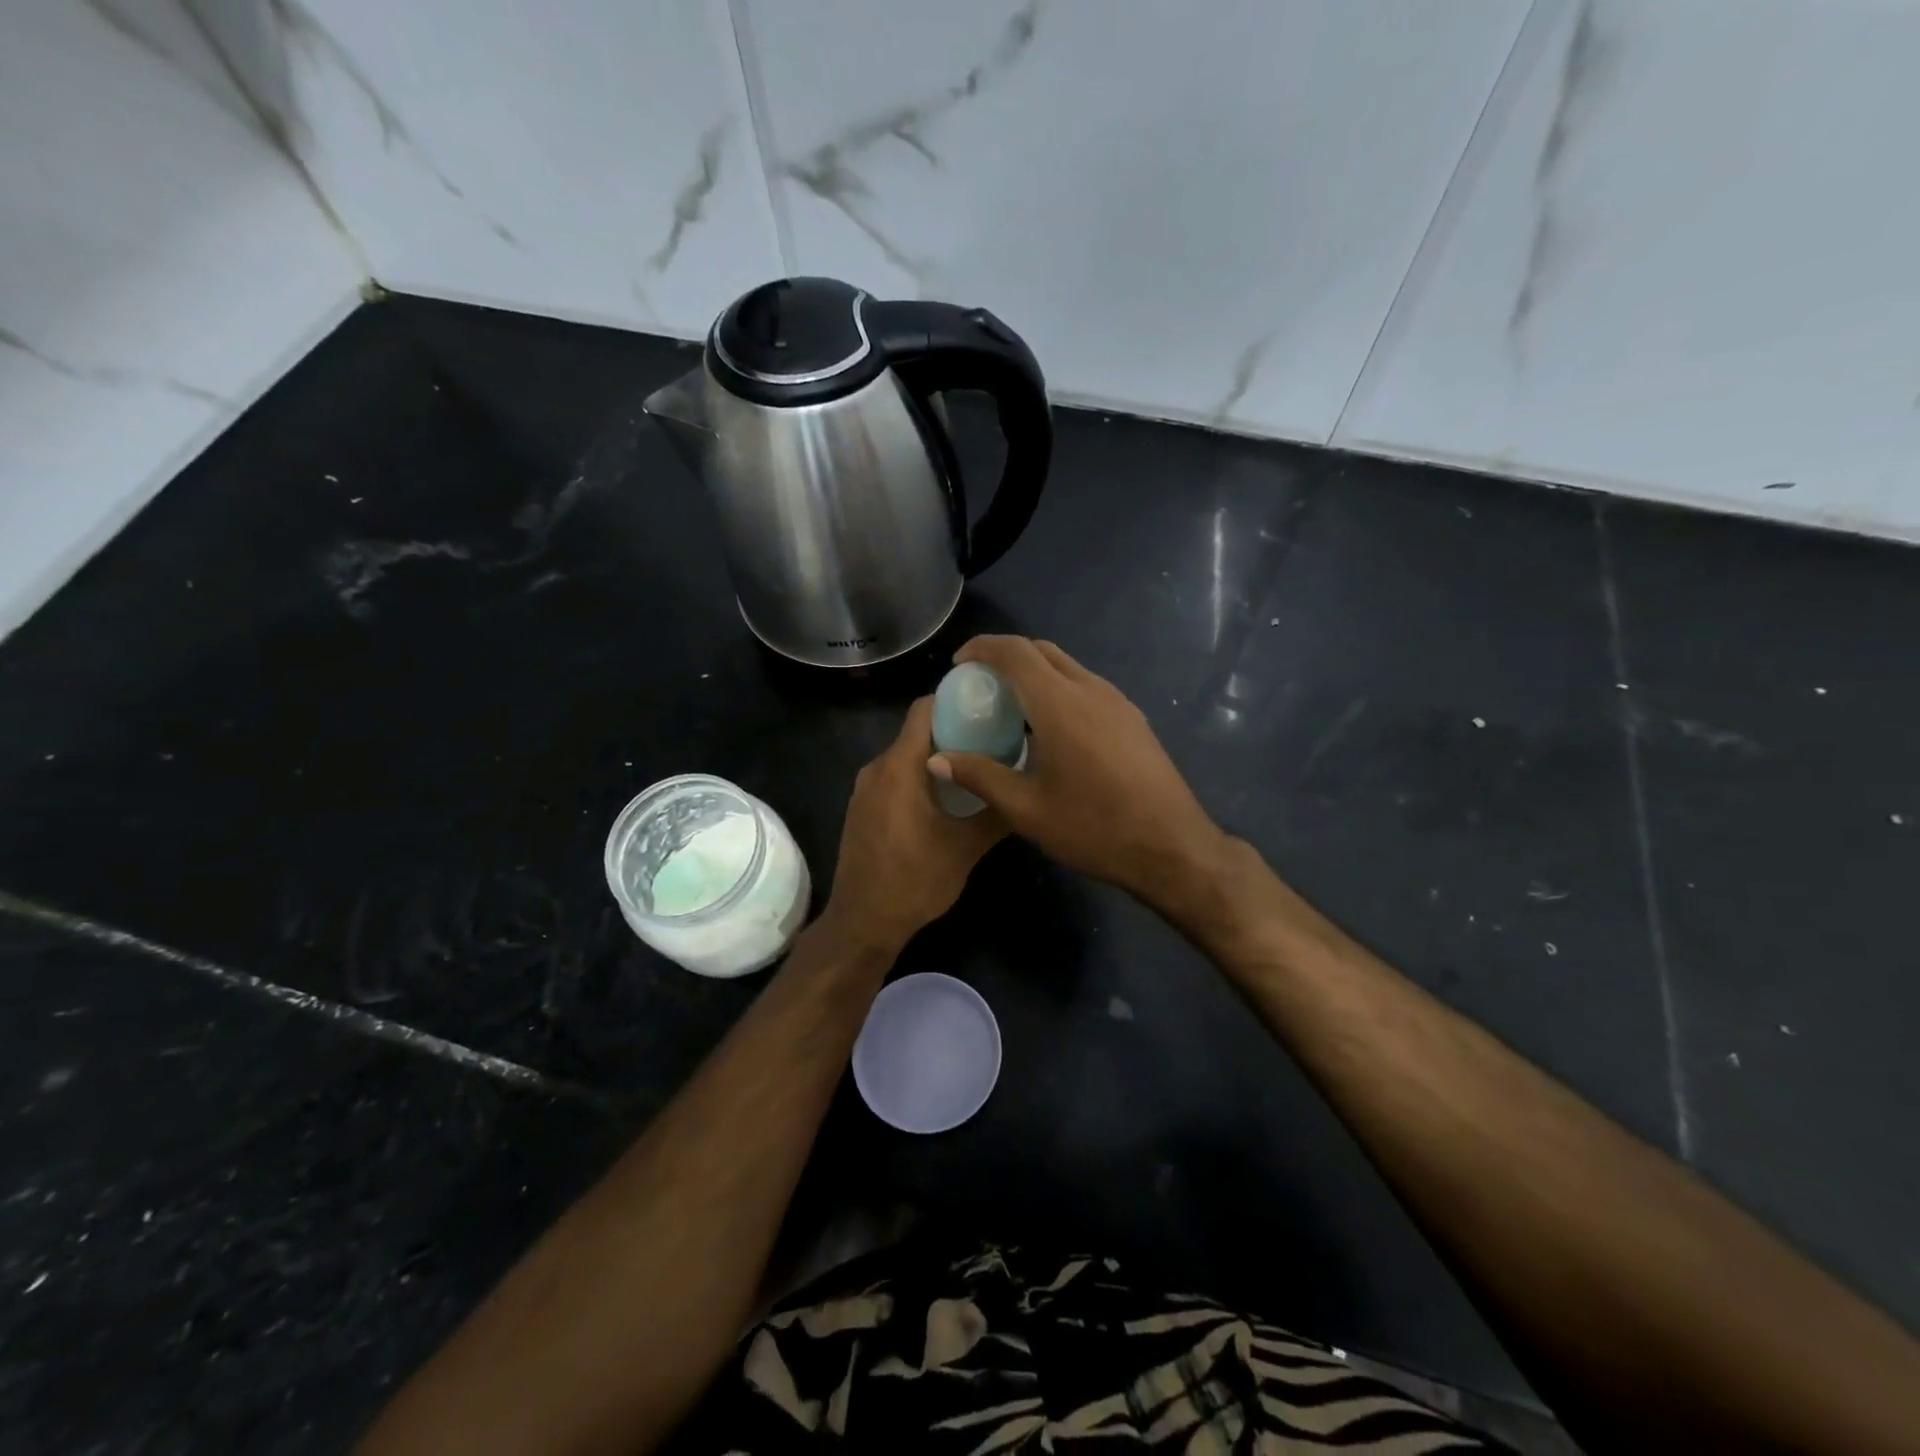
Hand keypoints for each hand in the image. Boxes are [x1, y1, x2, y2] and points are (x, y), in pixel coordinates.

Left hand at [820, 696, 1006, 954]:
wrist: (863, 922)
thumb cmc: (915, 881)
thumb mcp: (966, 848)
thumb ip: (996, 813)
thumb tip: (1026, 789)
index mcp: (899, 767)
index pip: (923, 710)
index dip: (954, 700)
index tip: (988, 705)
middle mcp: (876, 768)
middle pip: (916, 731)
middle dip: (953, 729)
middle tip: (994, 737)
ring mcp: (865, 789)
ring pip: (906, 756)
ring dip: (937, 755)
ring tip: (977, 766)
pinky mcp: (862, 808)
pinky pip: (894, 776)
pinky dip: (920, 776)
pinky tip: (947, 796)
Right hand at [926, 636, 1231, 917]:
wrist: (1172, 846)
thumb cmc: (1094, 828)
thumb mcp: (1027, 809)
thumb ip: (980, 776)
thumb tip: (937, 760)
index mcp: (1060, 704)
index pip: (1016, 652)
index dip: (982, 648)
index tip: (959, 664)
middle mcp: (1090, 690)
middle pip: (1042, 651)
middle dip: (1006, 656)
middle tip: (980, 684)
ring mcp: (1117, 701)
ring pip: (1068, 666)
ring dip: (1035, 673)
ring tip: (1011, 707)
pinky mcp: (1133, 718)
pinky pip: (1086, 686)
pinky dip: (1058, 689)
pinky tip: (1050, 729)